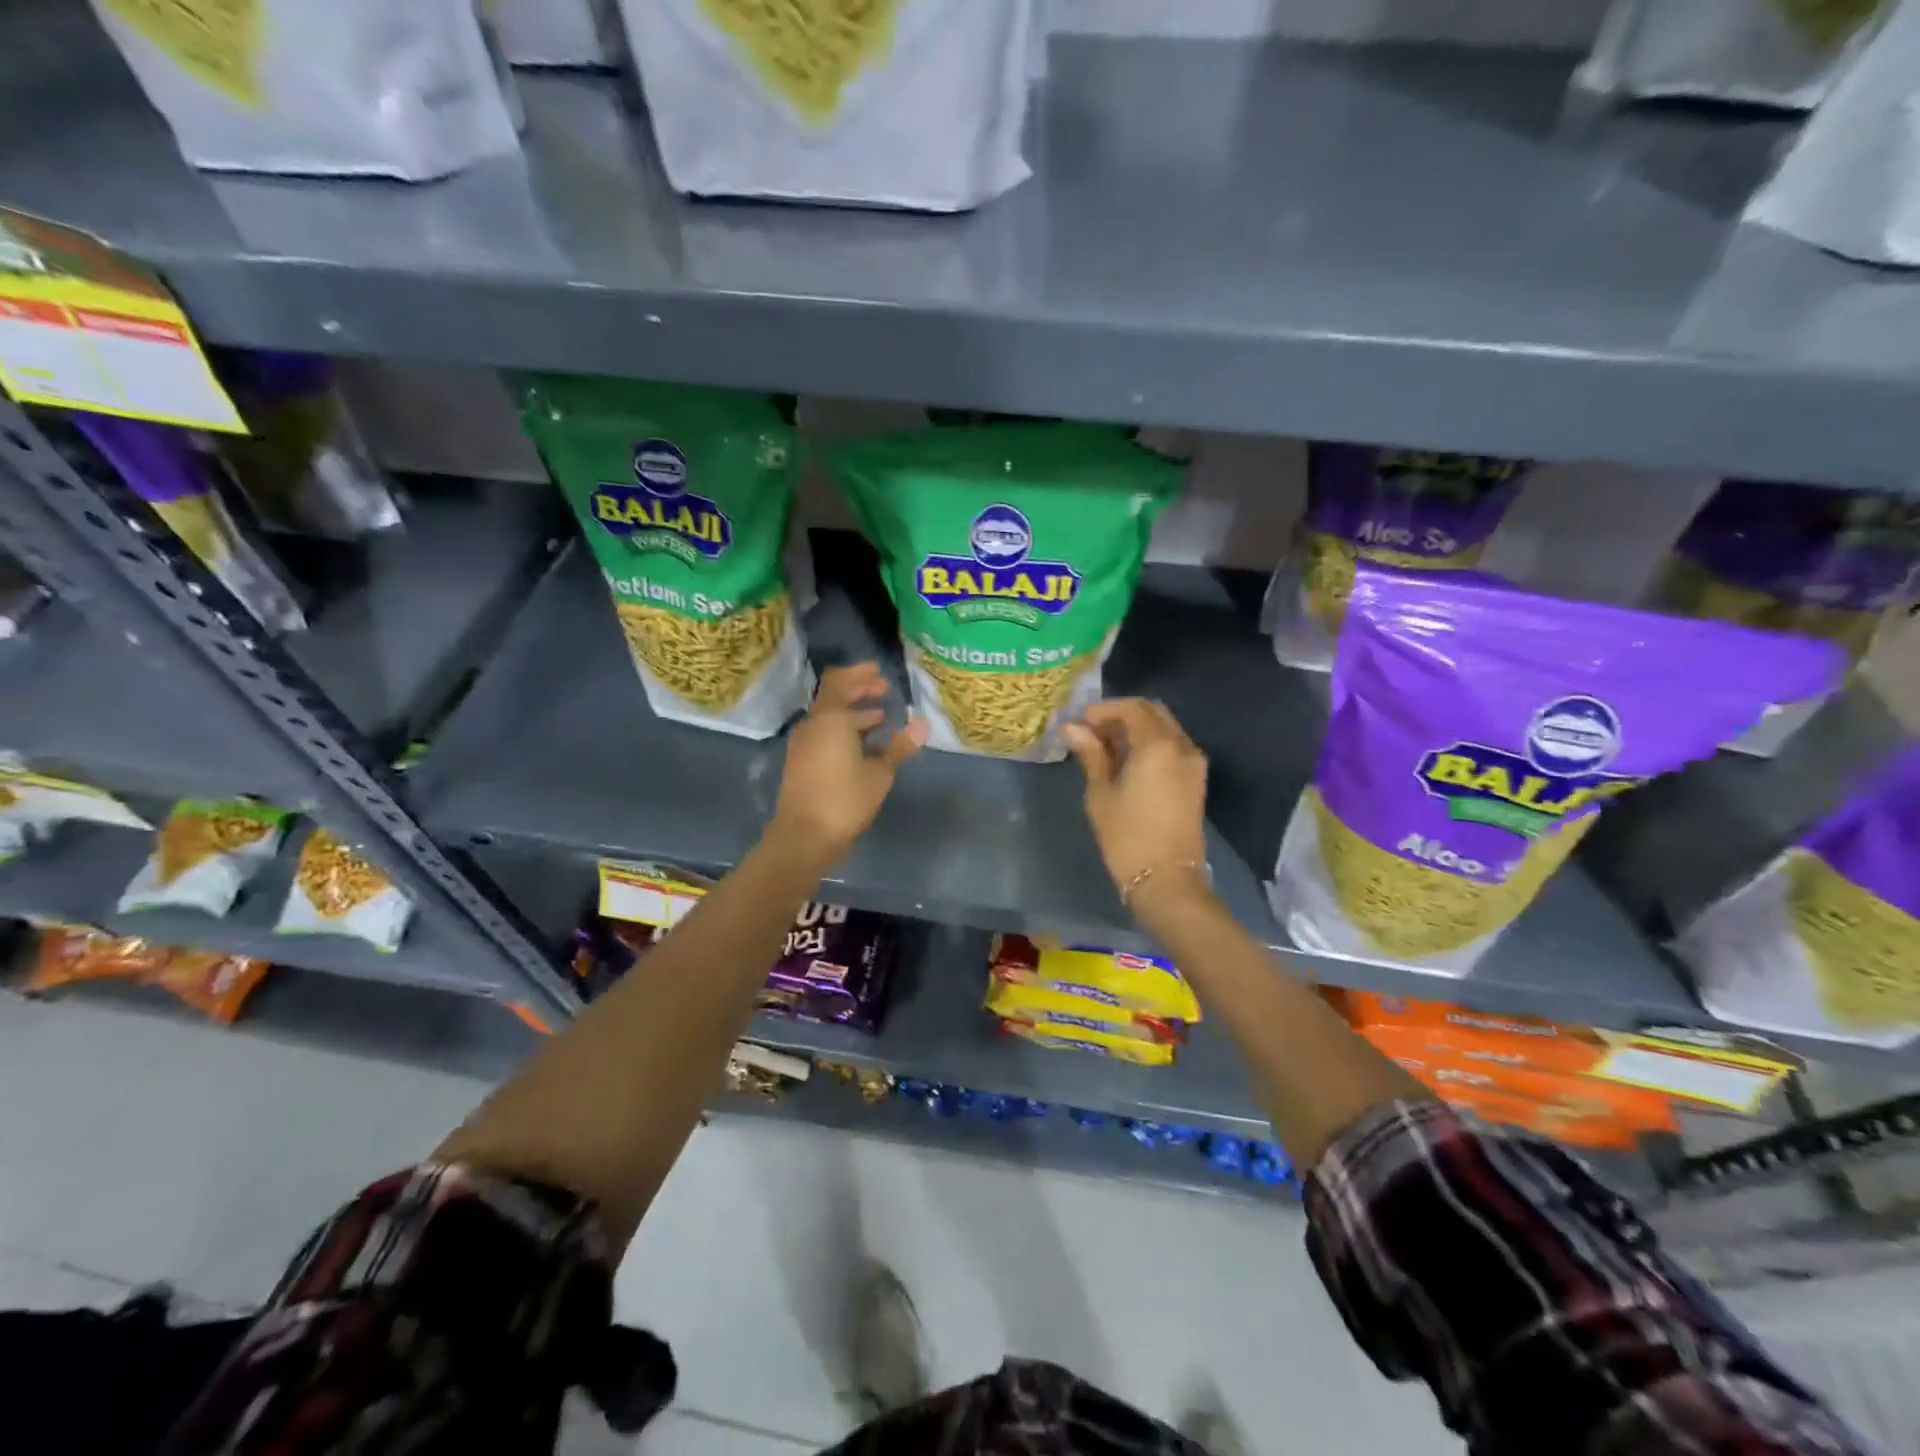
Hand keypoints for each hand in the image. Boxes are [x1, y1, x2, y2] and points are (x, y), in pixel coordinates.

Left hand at [769, 662, 926, 864]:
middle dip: (860, 692)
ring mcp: (804, 745)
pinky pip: (825, 736)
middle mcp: (813, 726)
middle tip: (885, 692)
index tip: (880, 673)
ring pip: (830, 719)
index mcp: (830, 719)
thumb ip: (900, 747)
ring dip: (854, 715)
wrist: (804, 837)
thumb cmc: (844, 800)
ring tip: (881, 719)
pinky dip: (845, 732)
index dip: (860, 674)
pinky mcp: (802, 764)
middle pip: (835, 698)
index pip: (840, 681)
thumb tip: (923, 725)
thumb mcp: (879, 773)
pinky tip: (865, 747)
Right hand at [1062, 699, 1209, 909]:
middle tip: (1091, 732)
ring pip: (1164, 729)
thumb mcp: (1101, 794)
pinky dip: (1149, 744)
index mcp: (1158, 745)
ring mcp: (1193, 763)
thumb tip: (1073, 729)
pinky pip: (1172, 747)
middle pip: (1151, 713)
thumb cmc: (1127, 837)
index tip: (1078, 723)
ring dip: (1135, 730)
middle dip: (1120, 716)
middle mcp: (1182, 746)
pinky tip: (1125, 762)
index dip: (1102, 710)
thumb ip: (1091, 755)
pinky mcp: (1195, 780)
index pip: (1131, 708)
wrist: (1168, 881)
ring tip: (1104, 748)